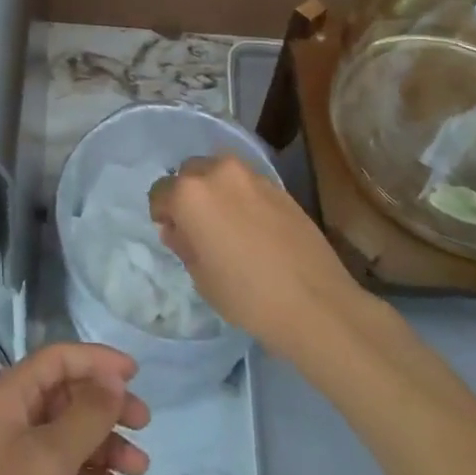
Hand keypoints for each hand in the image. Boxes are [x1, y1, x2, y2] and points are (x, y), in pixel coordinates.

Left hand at [0, 343, 149, 474]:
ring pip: (74, 439)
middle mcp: (15, 423)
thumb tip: (114, 377)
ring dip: (107, 448)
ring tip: (140, 468)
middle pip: (68, 398)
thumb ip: (87, 413)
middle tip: (144, 422)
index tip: (135, 373)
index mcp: (9, 398)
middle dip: (106, 407)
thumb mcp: (52, 455)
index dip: (95, 360)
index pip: (56, 360)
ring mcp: (24, 465)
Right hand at [149, 153, 363, 359]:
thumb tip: (178, 229)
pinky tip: (254, 227)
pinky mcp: (277, 185)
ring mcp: (250, 175)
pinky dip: (241, 197)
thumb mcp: (201, 277)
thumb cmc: (247, 296)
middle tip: (199, 228)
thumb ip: (183, 244)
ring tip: (228, 224)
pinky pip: (246, 183)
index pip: (159, 192)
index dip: (162, 214)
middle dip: (188, 195)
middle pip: (189, 173)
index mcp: (189, 193)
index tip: (173, 235)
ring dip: (215, 191)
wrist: (316, 303)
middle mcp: (217, 172)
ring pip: (219, 172)